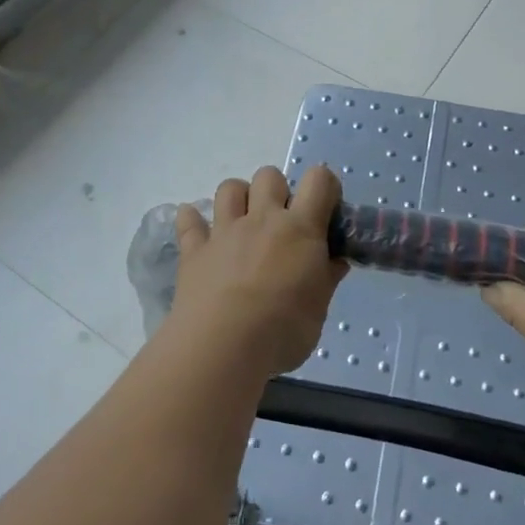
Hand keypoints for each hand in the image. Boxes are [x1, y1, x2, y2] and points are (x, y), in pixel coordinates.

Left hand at [167, 165, 348, 378]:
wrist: (223, 348)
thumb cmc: (283, 331)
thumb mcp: (318, 309)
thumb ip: (326, 278)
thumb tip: (335, 261)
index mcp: (300, 229)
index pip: (319, 180)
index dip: (325, 187)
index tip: (325, 212)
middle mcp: (262, 219)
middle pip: (269, 176)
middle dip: (277, 190)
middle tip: (281, 224)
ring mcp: (224, 232)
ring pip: (229, 188)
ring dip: (238, 198)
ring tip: (243, 224)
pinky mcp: (194, 251)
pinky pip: (188, 221)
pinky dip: (192, 221)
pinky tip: (197, 230)